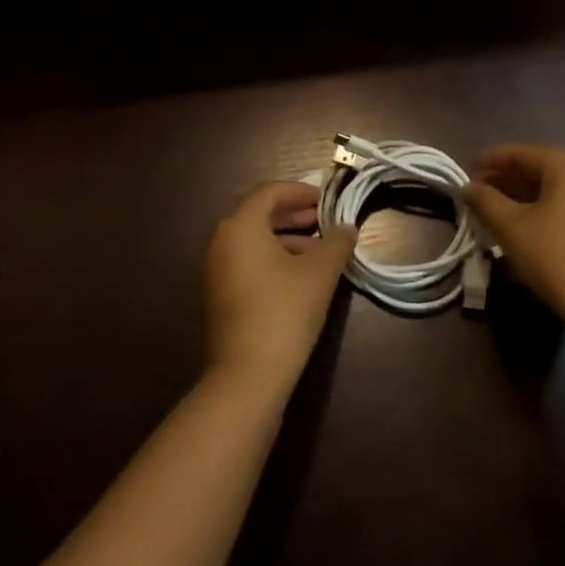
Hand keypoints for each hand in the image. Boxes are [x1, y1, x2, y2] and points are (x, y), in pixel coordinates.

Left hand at [204, 181, 356, 389]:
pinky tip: (300, 277)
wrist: (248, 374)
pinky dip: (273, 259)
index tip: (325, 200)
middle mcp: (221, 242)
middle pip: (258, 216)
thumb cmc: (285, 310)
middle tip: (324, 221)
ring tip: (319, 252)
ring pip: (254, 242)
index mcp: (240, 227)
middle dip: (294, 215)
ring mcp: (216, 271)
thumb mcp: (319, 273)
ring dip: (286, 239)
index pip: (269, 192)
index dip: (299, 191)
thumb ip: (336, 243)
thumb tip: (348, 228)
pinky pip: (247, 263)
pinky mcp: (220, 296)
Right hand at [463, 144, 564, 330]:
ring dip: (526, 196)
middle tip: (479, 192)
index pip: (521, 153)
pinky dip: (548, 210)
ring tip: (499, 211)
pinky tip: (530, 228)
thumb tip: (467, 187)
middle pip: (542, 168)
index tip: (466, 170)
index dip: (490, 160)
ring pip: (559, 189)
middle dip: (508, 179)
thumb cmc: (556, 257)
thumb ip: (485, 201)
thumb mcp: (511, 228)